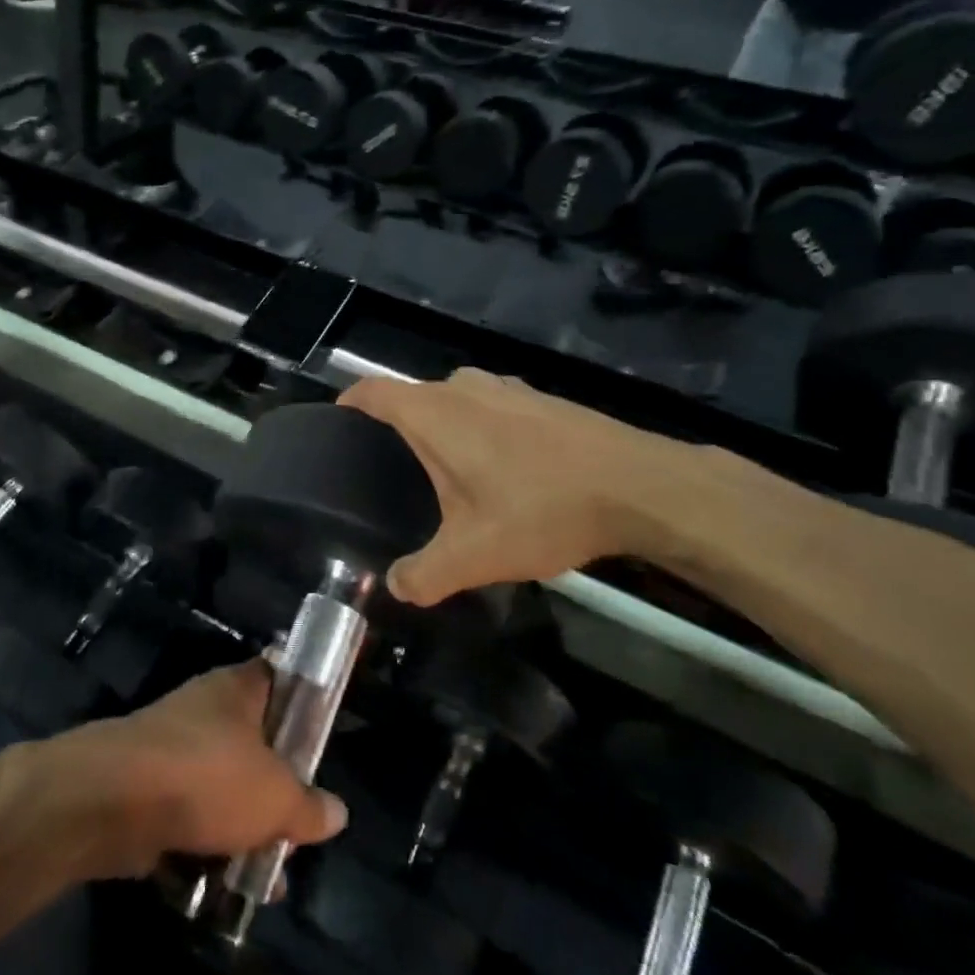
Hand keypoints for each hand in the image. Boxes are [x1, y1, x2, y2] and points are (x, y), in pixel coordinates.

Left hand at [57, 663, 347, 876]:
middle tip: (295, 829)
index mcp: (238, 688)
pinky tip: (222, 888)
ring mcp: (171, 748)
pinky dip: (203, 848)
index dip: (302, 701)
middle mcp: (205, 710)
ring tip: (265, 876)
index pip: (278, 677)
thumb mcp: (276, 797)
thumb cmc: (208, 777)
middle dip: (274, 789)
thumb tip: (336, 813)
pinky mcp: (145, 789)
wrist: (112, 802)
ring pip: (219, 785)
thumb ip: (309, 807)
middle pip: (252, 742)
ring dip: (240, 828)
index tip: (319, 736)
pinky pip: (187, 816)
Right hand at [338, 370, 703, 606]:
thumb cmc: (540, 509)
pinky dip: (480, 425)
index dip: (349, 403)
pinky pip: (491, 405)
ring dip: (443, 423)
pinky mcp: (542, 398)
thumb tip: (395, 587)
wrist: (636, 485)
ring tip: (443, 467)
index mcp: (434, 413)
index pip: (374, 392)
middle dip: (397, 423)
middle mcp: (464, 387)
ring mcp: (507, 387)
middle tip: (389, 468)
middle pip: (413, 395)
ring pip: (456, 397)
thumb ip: (423, 575)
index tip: (337, 423)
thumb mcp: (473, 555)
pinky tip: (500, 465)